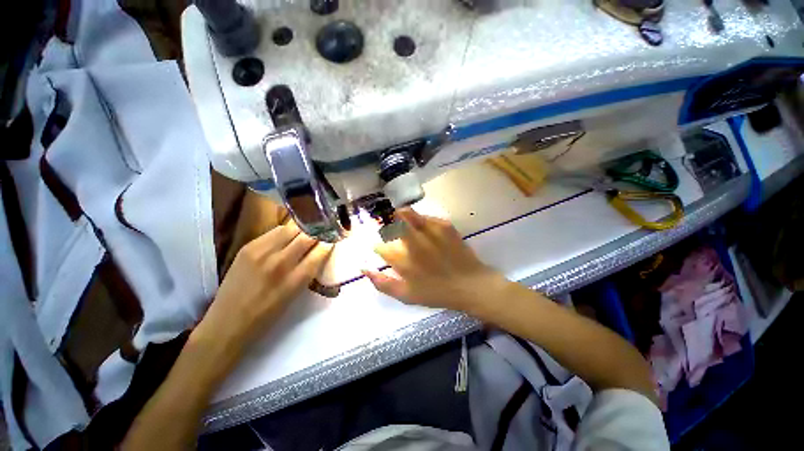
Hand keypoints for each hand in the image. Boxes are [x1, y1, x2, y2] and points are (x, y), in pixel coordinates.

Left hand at [198, 221, 333, 351]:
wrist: (228, 322)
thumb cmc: (268, 315)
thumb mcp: (296, 295)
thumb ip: (309, 271)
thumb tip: (320, 251)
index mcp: (295, 280)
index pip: (321, 251)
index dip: (329, 242)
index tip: (333, 239)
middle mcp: (280, 263)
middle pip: (307, 236)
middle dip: (318, 233)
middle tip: (321, 233)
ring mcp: (262, 252)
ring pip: (291, 228)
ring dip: (302, 230)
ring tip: (304, 234)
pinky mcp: (248, 247)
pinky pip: (274, 231)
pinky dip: (285, 232)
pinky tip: (286, 237)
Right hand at [363, 208, 506, 313]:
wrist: (470, 284)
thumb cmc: (436, 292)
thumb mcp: (405, 295)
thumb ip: (382, 283)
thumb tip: (363, 268)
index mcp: (400, 259)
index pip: (380, 246)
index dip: (379, 246)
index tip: (384, 249)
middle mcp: (411, 242)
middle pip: (390, 225)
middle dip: (387, 227)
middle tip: (392, 232)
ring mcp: (428, 231)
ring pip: (405, 214)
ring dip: (399, 216)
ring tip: (402, 221)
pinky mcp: (443, 225)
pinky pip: (424, 216)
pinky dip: (419, 218)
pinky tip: (422, 226)